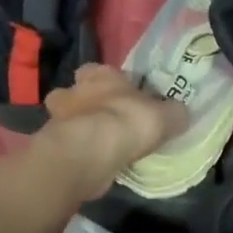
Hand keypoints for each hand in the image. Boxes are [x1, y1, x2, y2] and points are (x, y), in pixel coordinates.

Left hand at [39, 64, 189, 196]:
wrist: (91, 152)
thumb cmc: (128, 122)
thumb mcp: (166, 116)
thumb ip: (174, 112)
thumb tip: (180, 113)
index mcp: (100, 73)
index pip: (102, 71)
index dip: (113, 83)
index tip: (125, 97)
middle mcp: (74, 89)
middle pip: (78, 92)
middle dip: (87, 103)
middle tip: (106, 120)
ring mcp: (58, 117)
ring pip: (67, 118)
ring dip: (78, 128)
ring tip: (98, 145)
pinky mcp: (52, 143)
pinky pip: (66, 144)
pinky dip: (76, 150)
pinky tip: (91, 161)